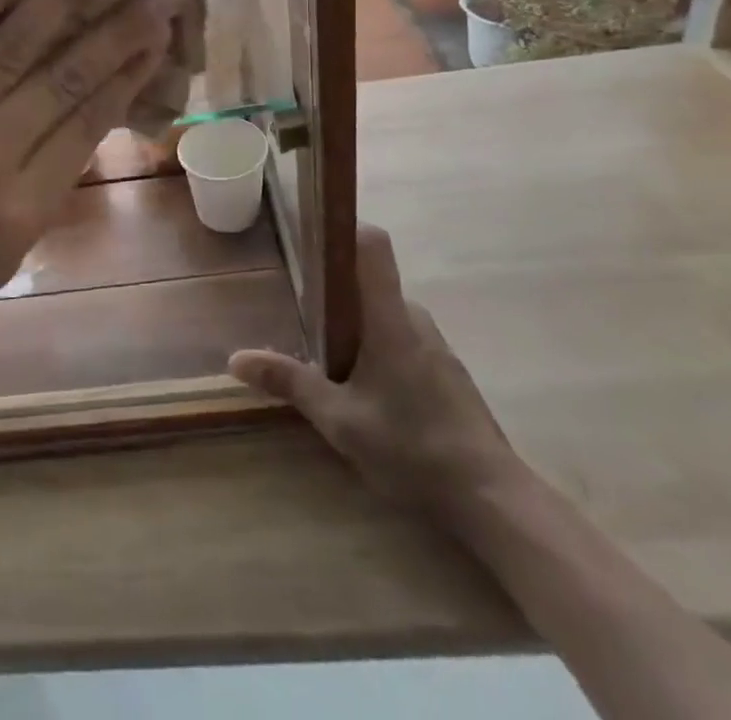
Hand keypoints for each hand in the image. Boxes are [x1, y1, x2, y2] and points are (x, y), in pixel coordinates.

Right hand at [230, 226, 516, 513]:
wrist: (493, 500)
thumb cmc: (412, 448)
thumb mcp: (340, 420)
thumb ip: (289, 382)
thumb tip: (236, 358)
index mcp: (389, 318)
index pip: (372, 245)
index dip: (342, 229)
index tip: (310, 235)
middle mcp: (415, 319)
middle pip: (370, 282)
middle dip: (334, 293)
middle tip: (299, 315)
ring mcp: (436, 346)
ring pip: (386, 315)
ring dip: (356, 327)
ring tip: (324, 358)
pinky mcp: (447, 372)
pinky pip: (403, 340)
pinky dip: (378, 350)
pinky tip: (365, 391)